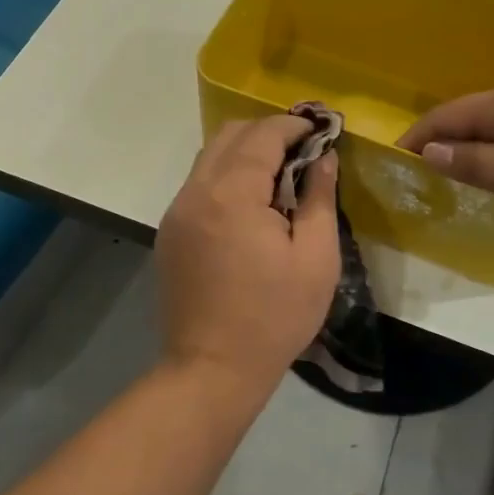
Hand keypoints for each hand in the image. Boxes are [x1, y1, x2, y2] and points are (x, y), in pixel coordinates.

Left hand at [157, 115, 340, 386]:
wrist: (211, 369)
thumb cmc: (274, 318)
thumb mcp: (316, 260)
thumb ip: (320, 198)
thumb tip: (324, 158)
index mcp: (232, 195)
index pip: (262, 135)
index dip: (294, 125)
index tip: (321, 130)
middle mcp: (196, 192)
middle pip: (230, 135)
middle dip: (268, 133)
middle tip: (303, 151)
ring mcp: (176, 211)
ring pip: (210, 157)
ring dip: (245, 153)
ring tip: (279, 177)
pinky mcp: (169, 231)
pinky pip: (199, 184)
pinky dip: (226, 176)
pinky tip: (250, 205)